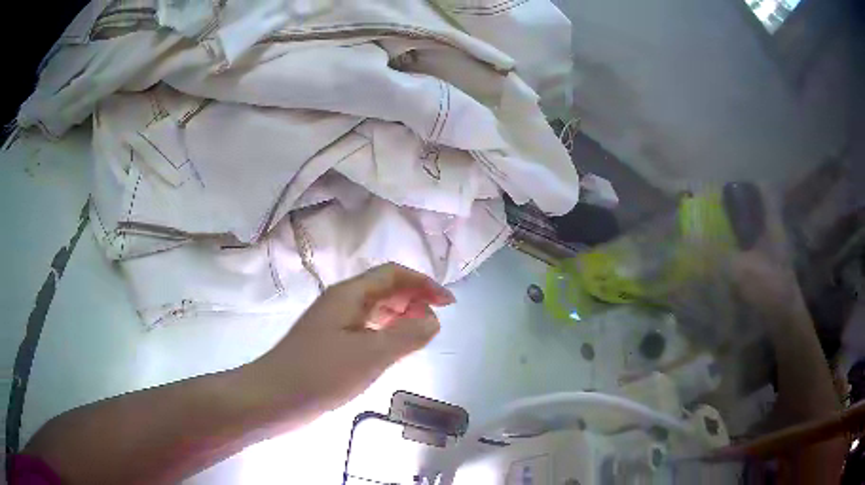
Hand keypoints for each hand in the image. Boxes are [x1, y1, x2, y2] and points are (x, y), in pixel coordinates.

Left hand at [251, 263, 455, 417]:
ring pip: (374, 310)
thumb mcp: (371, 355)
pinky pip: (365, 329)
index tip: (449, 303)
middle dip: (414, 299)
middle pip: (384, 288)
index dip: (424, 283)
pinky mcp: (330, 344)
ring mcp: (333, 323)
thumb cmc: (321, 374)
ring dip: (400, 317)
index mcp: (349, 294)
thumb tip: (434, 319)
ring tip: (421, 336)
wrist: (274, 397)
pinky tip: (393, 350)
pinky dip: (386, 333)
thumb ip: (407, 336)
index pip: (393, 274)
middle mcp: (341, 302)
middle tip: (436, 323)